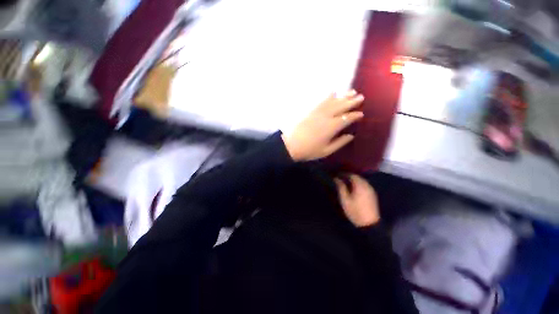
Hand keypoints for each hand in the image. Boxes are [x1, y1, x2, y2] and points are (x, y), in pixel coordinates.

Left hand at [281, 90, 363, 160]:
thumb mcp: (326, 151)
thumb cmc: (309, 150)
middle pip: (341, 106)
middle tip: (361, 96)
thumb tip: (351, 136)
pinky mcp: (311, 111)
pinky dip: (328, 96)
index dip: (355, 115)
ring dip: (343, 96)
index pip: (347, 118)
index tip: (361, 114)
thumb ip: (340, 142)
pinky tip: (333, 92)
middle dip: (352, 101)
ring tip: (352, 91)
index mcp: (332, 127)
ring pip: (333, 102)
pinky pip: (321, 101)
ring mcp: (318, 112)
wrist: (291, 145)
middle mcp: (326, 117)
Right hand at [335, 174, 379, 226]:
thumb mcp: (345, 200)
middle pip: (358, 177)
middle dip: (349, 176)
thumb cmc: (355, 211)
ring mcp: (371, 190)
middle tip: (341, 179)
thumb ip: (341, 187)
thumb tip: (336, 179)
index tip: (337, 175)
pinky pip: (365, 185)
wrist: (369, 224)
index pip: (352, 175)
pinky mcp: (373, 195)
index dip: (344, 174)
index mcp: (360, 185)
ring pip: (362, 181)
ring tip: (347, 183)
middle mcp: (367, 185)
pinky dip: (359, 184)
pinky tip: (355, 189)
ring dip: (354, 180)